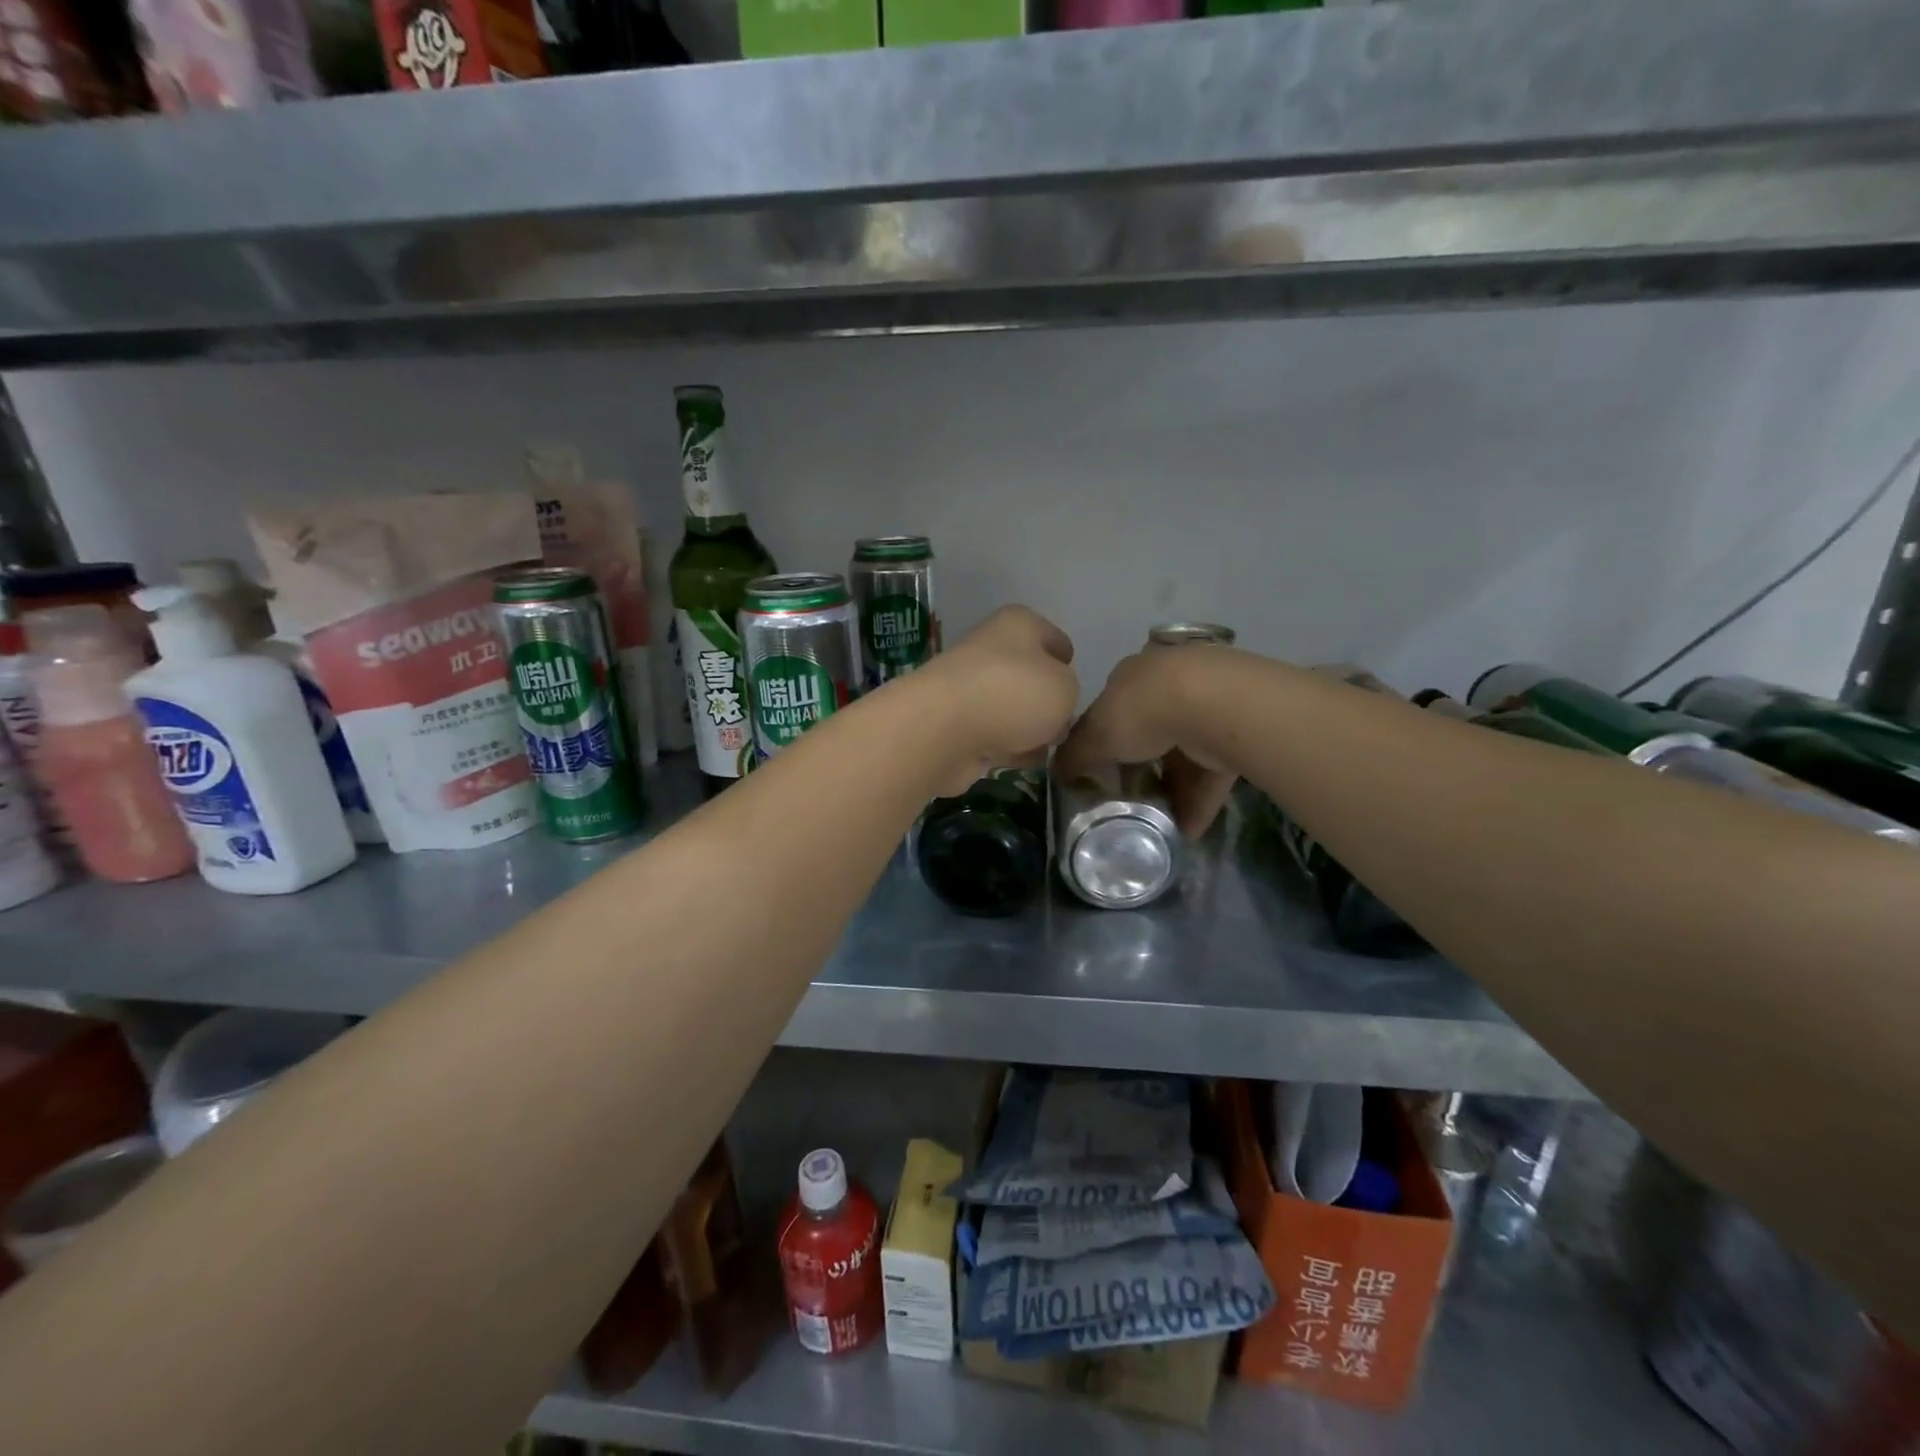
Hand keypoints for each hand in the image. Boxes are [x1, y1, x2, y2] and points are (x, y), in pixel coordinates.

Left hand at [918, 606, 1078, 793]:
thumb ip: (1068, 693)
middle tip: (1063, 726)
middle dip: (1048, 703)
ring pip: (1011, 709)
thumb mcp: (1065, 688)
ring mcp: (969, 688)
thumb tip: (1050, 710)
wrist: (943, 730)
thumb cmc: (1013, 694)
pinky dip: (1004, 749)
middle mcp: (990, 649)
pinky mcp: (955, 724)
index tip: (1076, 688)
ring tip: (1043, 748)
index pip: (1054, 638)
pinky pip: (992, 736)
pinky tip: (1016, 761)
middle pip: (1030, 676)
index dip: (1067, 662)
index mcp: (1018, 625)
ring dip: (1028, 730)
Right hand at [1056, 647, 1238, 836]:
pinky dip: (1198, 802)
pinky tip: (1187, 831)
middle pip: (1150, 732)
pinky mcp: (1236, 733)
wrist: (1214, 706)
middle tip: (1128, 802)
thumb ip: (1075, 755)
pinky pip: (1212, 773)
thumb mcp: (1095, 735)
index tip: (1100, 772)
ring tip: (1157, 825)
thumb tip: (1057, 772)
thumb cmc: (1141, 711)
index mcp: (1134, 675)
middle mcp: (1170, 683)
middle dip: (1139, 769)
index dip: (1104, 741)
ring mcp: (1208, 706)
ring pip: (1183, 755)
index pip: (1113, 708)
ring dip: (1171, 791)